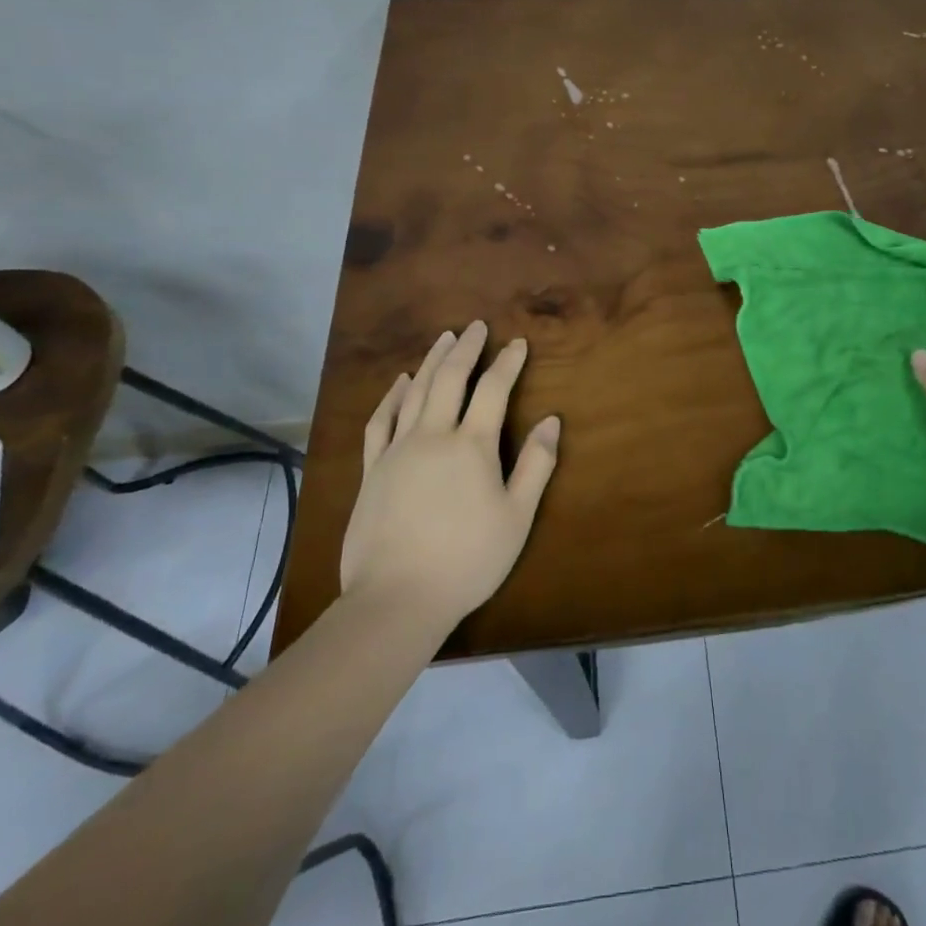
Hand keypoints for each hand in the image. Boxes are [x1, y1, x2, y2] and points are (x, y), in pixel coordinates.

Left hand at [339, 322, 559, 623]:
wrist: (396, 598)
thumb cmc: (467, 560)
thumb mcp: (516, 517)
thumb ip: (536, 465)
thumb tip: (552, 421)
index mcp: (472, 445)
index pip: (494, 389)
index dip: (508, 362)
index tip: (518, 343)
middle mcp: (434, 435)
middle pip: (451, 378)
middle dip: (467, 348)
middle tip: (476, 326)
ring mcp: (398, 450)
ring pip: (416, 391)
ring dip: (432, 361)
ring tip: (444, 339)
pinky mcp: (372, 468)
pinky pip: (381, 420)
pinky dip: (392, 395)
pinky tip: (401, 381)